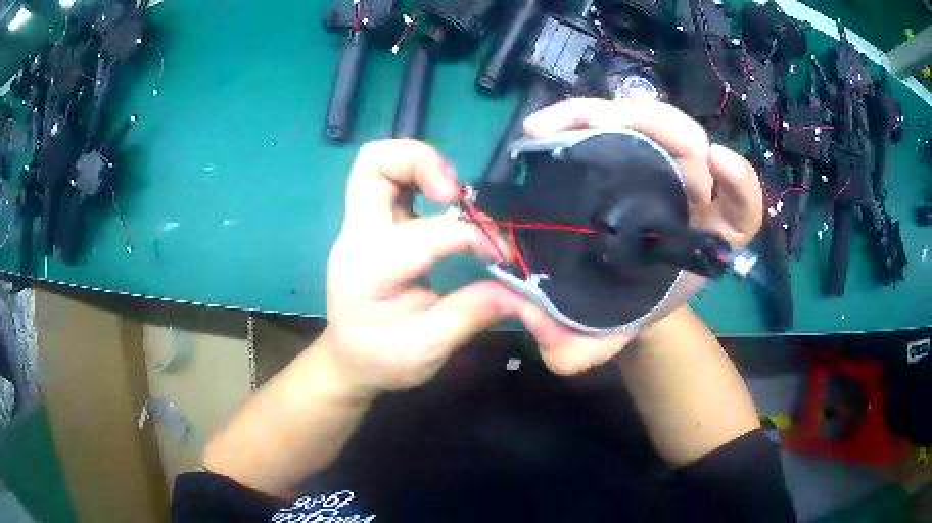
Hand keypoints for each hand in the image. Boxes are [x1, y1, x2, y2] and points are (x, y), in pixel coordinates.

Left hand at [323, 140, 540, 392]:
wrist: (348, 359)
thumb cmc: (382, 360)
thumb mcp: (427, 350)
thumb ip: (472, 314)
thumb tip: (522, 290)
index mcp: (369, 271)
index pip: (426, 234)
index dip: (473, 236)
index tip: (503, 254)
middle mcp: (357, 237)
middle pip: (373, 164)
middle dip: (422, 162)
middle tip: (456, 194)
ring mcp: (360, 226)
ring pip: (377, 163)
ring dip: (420, 164)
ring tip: (453, 194)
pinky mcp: (371, 224)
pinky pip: (388, 180)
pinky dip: (419, 176)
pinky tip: (445, 201)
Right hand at [514, 98, 763, 374]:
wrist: (626, 291)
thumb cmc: (632, 308)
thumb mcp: (609, 335)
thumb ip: (582, 349)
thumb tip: (542, 338)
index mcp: (711, 240)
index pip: (742, 208)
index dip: (739, 182)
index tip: (717, 160)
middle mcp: (696, 195)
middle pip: (688, 140)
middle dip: (644, 122)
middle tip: (582, 125)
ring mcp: (667, 169)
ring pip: (652, 121)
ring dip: (602, 112)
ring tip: (551, 124)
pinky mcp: (638, 155)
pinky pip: (622, 124)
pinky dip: (590, 116)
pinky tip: (553, 125)